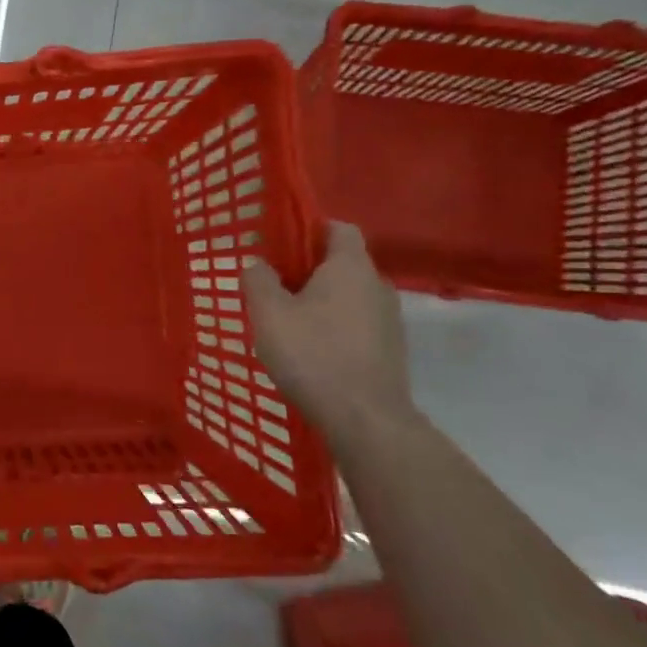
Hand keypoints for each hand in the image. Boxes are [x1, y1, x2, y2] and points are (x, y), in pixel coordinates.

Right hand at [242, 221, 414, 432]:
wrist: (364, 418)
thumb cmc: (312, 354)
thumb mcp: (268, 313)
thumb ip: (258, 280)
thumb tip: (258, 263)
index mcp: (350, 267)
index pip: (338, 228)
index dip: (308, 230)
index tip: (277, 246)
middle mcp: (377, 285)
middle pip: (340, 263)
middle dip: (306, 270)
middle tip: (271, 288)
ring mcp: (388, 319)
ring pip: (347, 295)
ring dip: (318, 301)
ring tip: (285, 323)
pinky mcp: (388, 348)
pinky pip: (355, 322)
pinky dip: (332, 326)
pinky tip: (308, 350)